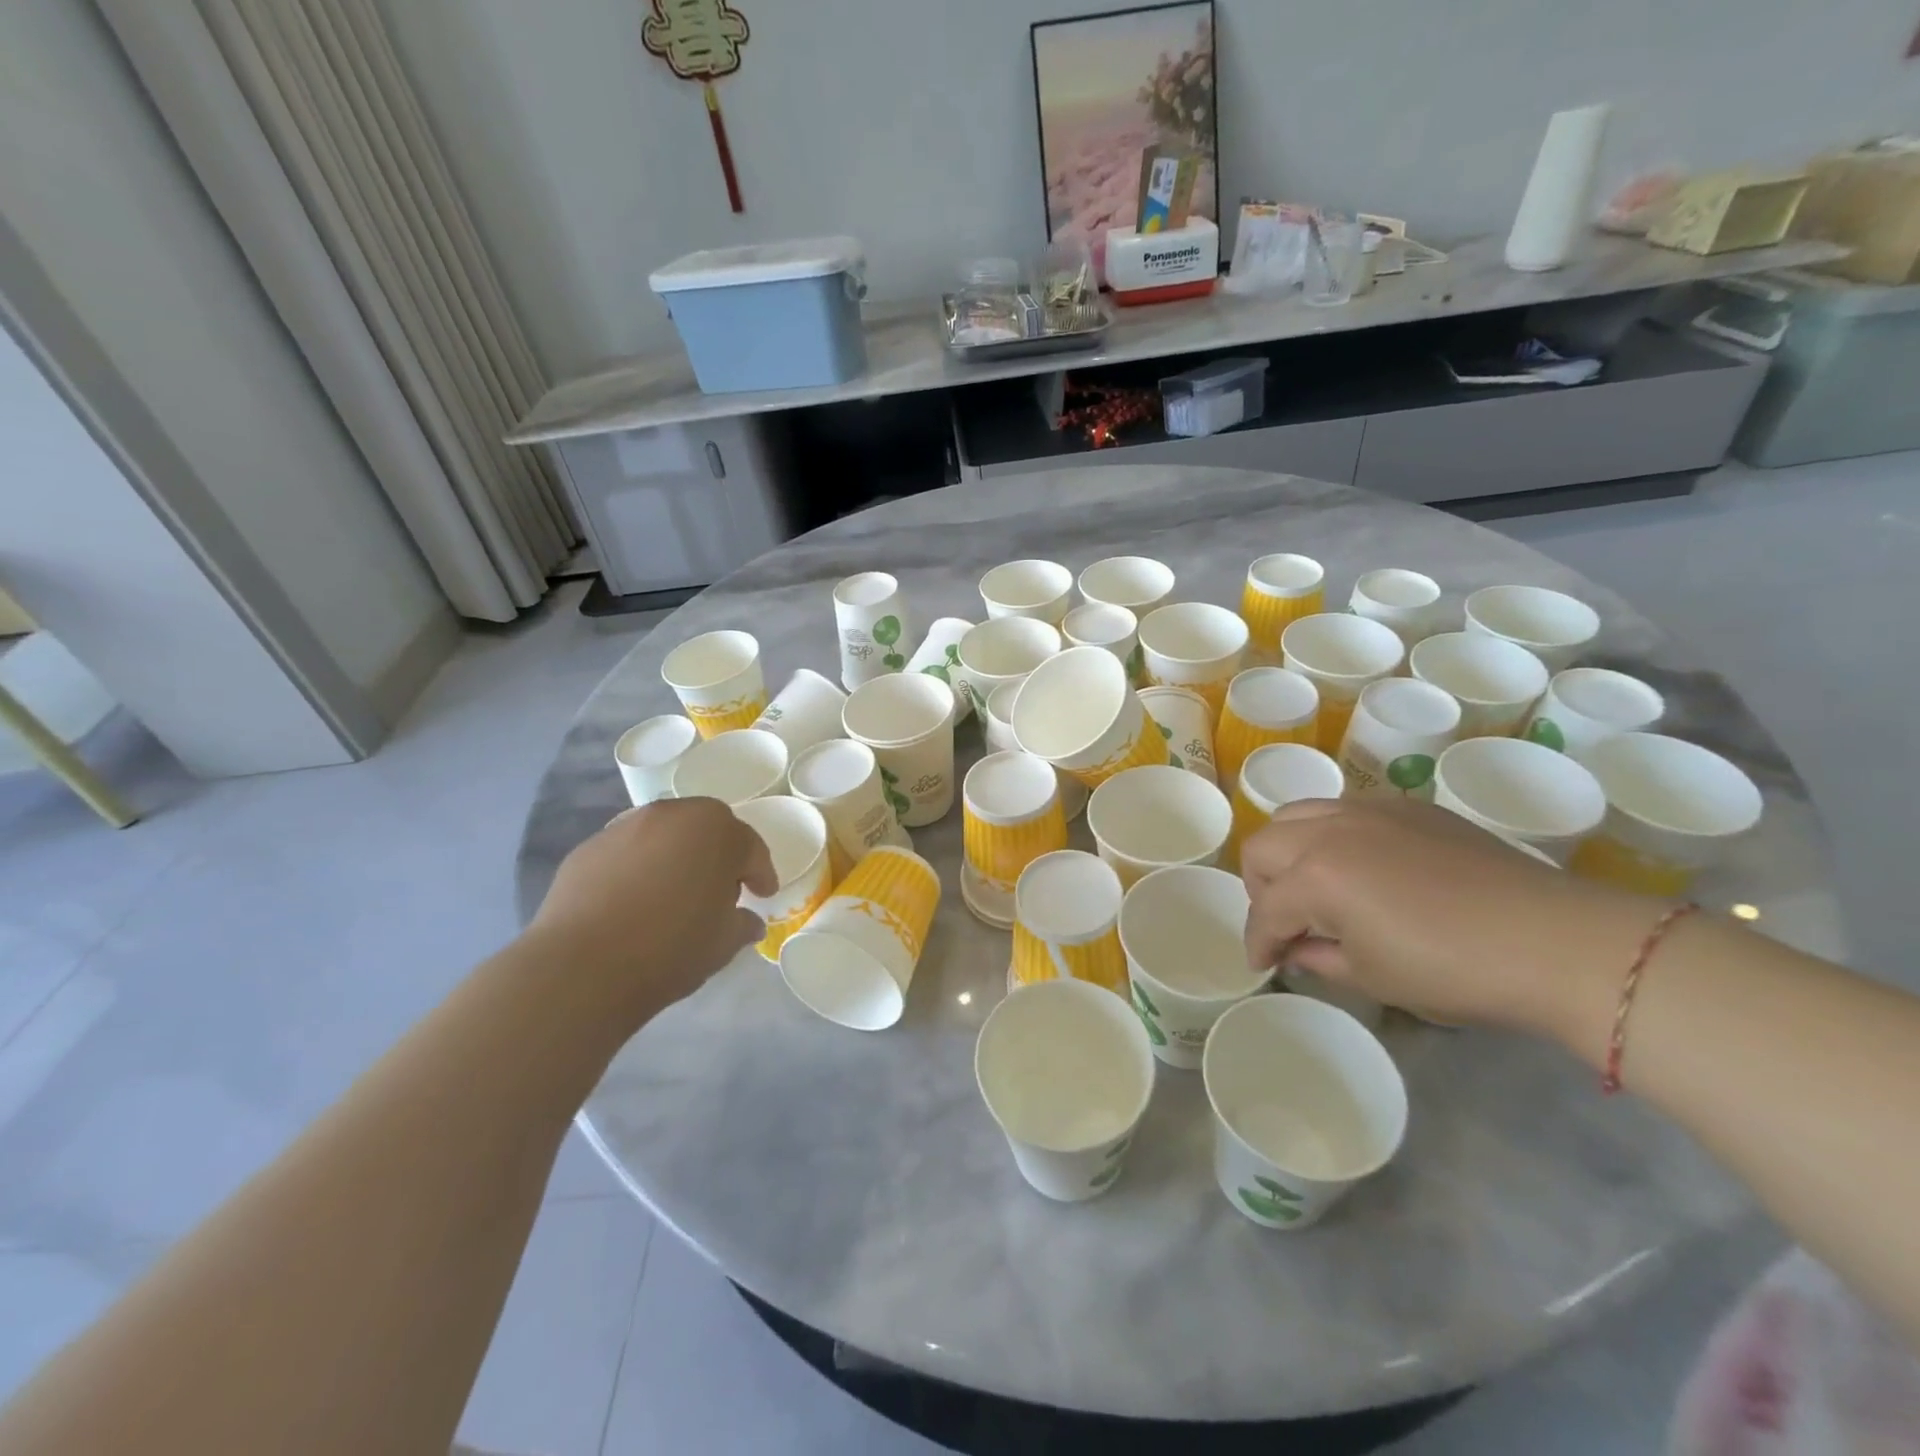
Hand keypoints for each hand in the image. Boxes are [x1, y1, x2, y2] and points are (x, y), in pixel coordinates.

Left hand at [529, 797, 777, 1023]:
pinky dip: (637, 869)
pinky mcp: (588, 848)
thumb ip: (742, 924)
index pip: (750, 847)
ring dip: (675, 857)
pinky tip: (633, 902)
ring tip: (673, 894)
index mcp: (716, 830)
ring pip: (664, 836)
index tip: (763, 894)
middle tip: (721, 889)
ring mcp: (625, 827)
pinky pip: (627, 853)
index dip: (760, 873)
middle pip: (706, 828)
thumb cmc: (671, 947)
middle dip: (718, 854)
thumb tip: (747, 922)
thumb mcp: (724, 943)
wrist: (582, 967)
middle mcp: (672, 815)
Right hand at [1240, 797, 1659, 1042]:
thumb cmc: (1453, 969)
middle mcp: (1329, 831)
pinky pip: (1344, 809)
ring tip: (1312, 882)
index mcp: (1315, 876)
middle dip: (1259, 887)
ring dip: (1288, 850)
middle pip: (1262, 847)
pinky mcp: (1407, 806)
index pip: (1265, 911)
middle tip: (1284, 920)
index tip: (1264, 964)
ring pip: (1297, 814)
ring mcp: (1368, 810)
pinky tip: (1361, 865)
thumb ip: (1318, 958)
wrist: (1553, 940)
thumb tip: (1298, 949)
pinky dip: (1330, 834)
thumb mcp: (1372, 977)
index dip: (1259, 943)